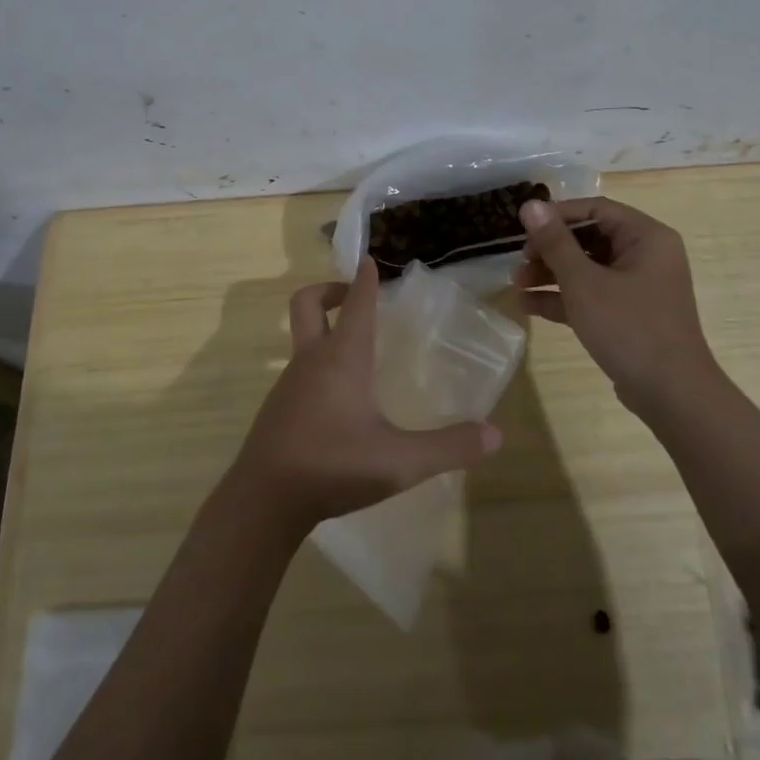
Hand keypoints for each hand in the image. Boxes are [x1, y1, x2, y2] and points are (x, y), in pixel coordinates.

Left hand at [233, 257, 502, 535]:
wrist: (264, 500)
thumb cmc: (334, 467)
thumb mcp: (400, 462)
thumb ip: (449, 447)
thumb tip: (495, 434)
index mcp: (343, 359)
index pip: (357, 305)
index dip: (366, 279)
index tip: (370, 259)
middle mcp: (312, 360)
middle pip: (308, 304)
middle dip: (329, 290)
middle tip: (354, 295)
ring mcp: (289, 383)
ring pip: (302, 337)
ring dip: (324, 329)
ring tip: (357, 352)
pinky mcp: (278, 408)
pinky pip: (299, 370)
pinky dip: (317, 364)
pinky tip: (339, 399)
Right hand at [516, 197, 720, 420]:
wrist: (671, 395)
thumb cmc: (629, 327)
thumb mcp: (584, 282)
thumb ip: (555, 242)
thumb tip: (530, 205)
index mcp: (646, 237)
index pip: (596, 209)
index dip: (557, 215)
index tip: (522, 227)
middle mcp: (645, 256)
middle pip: (589, 238)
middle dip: (549, 250)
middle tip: (519, 261)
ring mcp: (638, 287)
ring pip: (587, 268)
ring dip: (551, 274)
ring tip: (516, 284)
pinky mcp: (628, 314)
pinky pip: (592, 295)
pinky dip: (563, 298)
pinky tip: (528, 305)